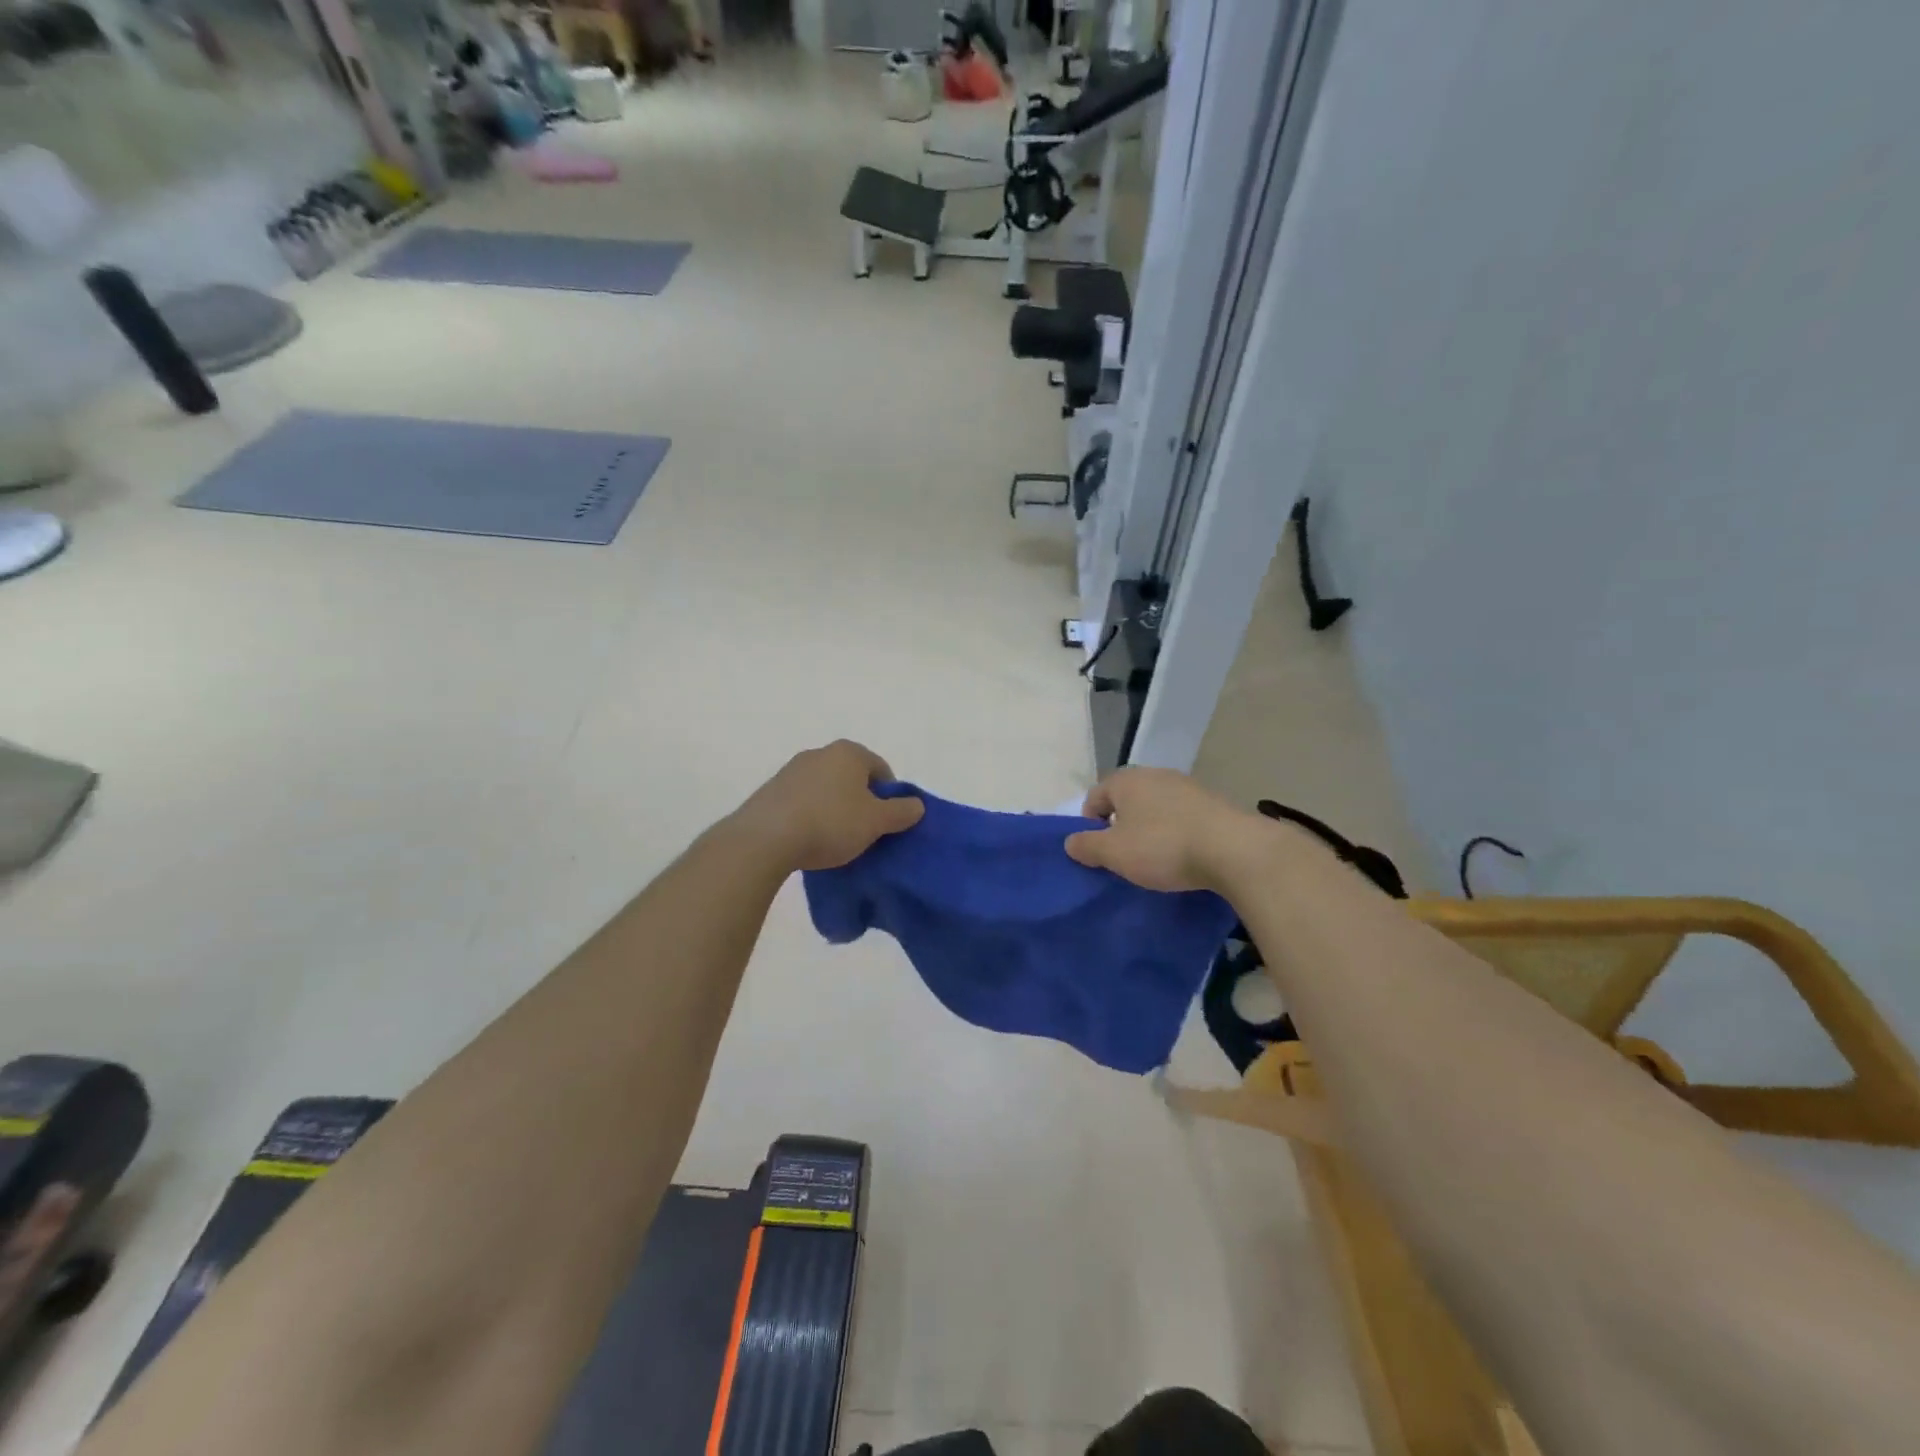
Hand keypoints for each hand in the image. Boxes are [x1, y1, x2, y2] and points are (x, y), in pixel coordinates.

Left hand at [733, 740, 923, 872]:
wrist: (765, 839)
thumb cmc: (830, 823)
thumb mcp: (876, 822)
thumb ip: (901, 812)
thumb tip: (917, 805)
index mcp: (849, 752)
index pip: (881, 770)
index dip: (890, 797)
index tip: (887, 824)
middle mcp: (819, 753)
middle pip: (852, 778)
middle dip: (861, 803)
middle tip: (865, 833)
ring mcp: (791, 771)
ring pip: (826, 790)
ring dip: (835, 811)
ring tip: (835, 841)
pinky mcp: (770, 792)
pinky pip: (802, 802)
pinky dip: (810, 817)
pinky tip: (809, 841)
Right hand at [1063, 766, 1257, 892]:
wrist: (1233, 849)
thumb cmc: (1163, 847)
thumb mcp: (1114, 853)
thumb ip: (1086, 846)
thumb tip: (1070, 841)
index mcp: (1126, 780)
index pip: (1095, 797)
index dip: (1090, 825)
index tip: (1099, 852)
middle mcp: (1155, 774)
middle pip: (1126, 800)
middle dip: (1122, 826)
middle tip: (1125, 857)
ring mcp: (1187, 786)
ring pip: (1156, 807)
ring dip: (1151, 829)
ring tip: (1156, 859)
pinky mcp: (1213, 802)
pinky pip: (1182, 816)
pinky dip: (1177, 832)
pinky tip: (1184, 855)